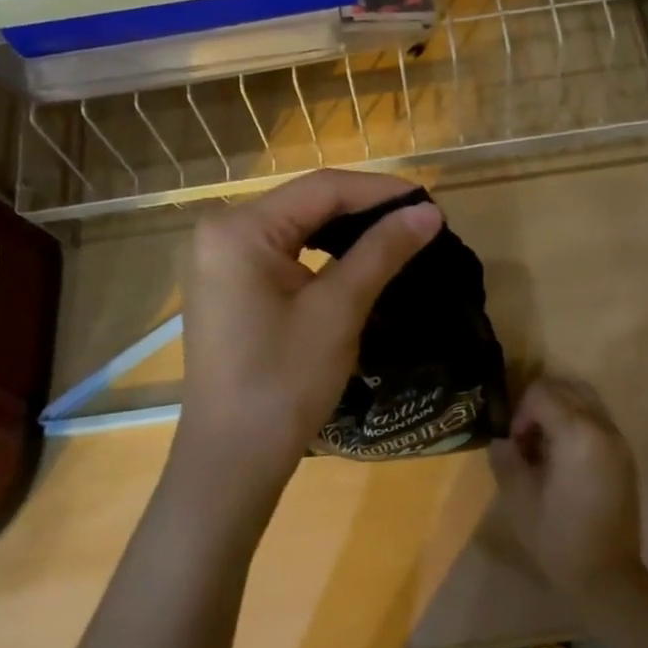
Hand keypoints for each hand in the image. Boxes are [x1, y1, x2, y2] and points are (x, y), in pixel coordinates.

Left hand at [173, 171, 442, 499]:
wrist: (232, 459)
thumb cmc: (283, 382)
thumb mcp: (338, 310)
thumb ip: (382, 251)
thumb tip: (428, 212)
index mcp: (239, 229)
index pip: (321, 188)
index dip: (380, 191)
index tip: (430, 202)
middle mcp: (220, 231)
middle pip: (306, 202)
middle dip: (364, 208)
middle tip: (419, 220)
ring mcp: (218, 259)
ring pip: (295, 225)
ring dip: (345, 228)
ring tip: (397, 235)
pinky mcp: (226, 284)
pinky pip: (281, 251)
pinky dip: (320, 251)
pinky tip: (355, 257)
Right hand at [488, 376, 643, 606]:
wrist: (608, 577)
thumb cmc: (559, 539)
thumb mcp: (518, 498)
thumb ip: (506, 458)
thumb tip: (502, 440)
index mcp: (578, 433)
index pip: (542, 392)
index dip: (520, 412)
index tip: (514, 444)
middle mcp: (603, 427)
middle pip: (566, 387)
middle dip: (539, 404)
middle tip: (525, 439)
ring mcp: (618, 440)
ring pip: (585, 399)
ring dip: (559, 410)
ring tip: (544, 447)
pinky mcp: (624, 455)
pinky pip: (597, 419)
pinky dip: (577, 423)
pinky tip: (563, 459)